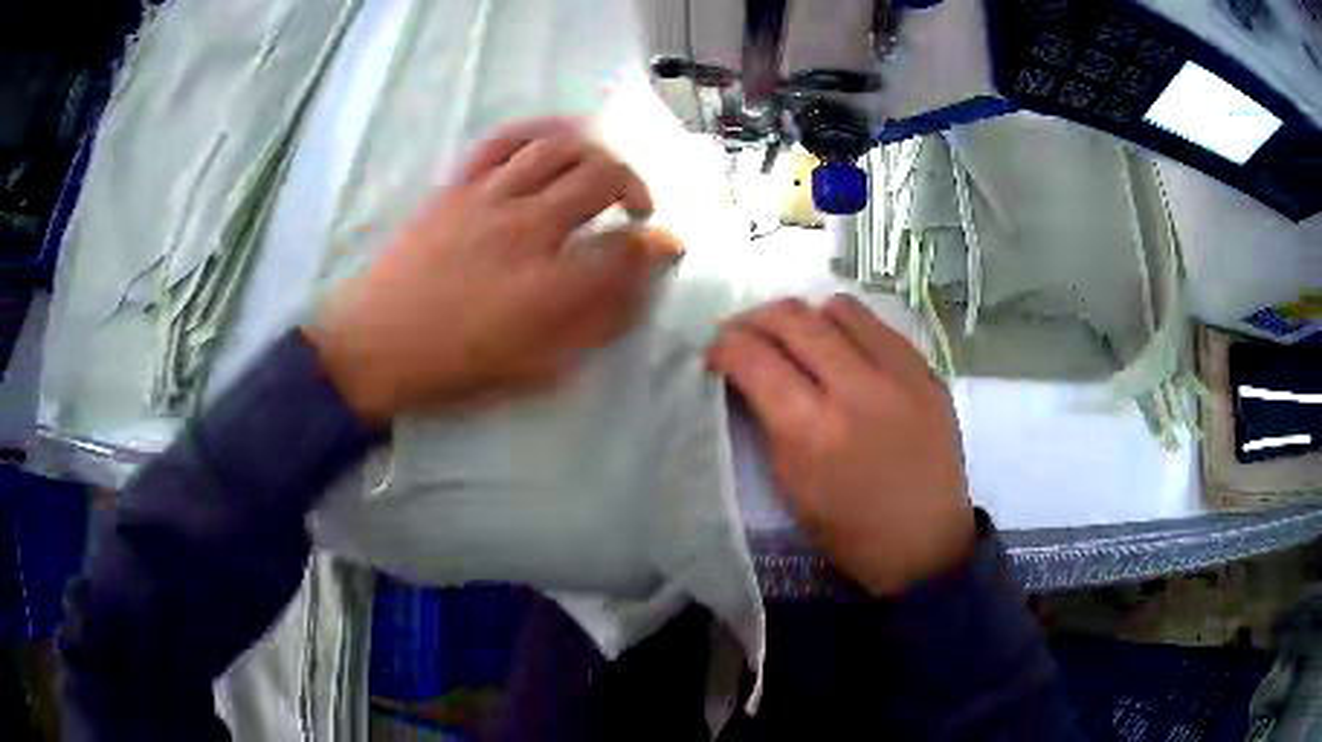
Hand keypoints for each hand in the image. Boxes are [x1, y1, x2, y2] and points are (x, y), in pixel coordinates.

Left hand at [306, 121, 680, 425]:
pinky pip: (505, 140)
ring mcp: (489, 198)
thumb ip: (592, 328)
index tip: (667, 246)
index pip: (626, 248)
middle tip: (638, 210)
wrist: (371, 346)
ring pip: (560, 148)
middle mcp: (527, 228)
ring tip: (602, 173)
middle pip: (603, 178)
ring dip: (596, 154)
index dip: (658, 246)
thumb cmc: (452, 368)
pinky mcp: (458, 185)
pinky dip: (539, 132)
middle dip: (637, 188)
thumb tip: (637, 292)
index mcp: (548, 285)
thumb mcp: (533, 370)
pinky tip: (555, 143)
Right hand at [706, 295, 975, 594]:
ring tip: (798, 337)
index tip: (714, 353)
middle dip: (755, 318)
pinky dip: (849, 327)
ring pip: (839, 308)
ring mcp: (900, 375)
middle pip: (793, 318)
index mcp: (813, 431)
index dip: (722, 346)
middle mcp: (857, 389)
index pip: (753, 358)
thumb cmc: (849, 529)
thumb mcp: (791, 482)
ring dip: (806, 316)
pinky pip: (878, 325)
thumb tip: (749, 373)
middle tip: (744, 333)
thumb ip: (769, 419)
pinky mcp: (927, 372)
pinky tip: (843, 348)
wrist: (925, 543)